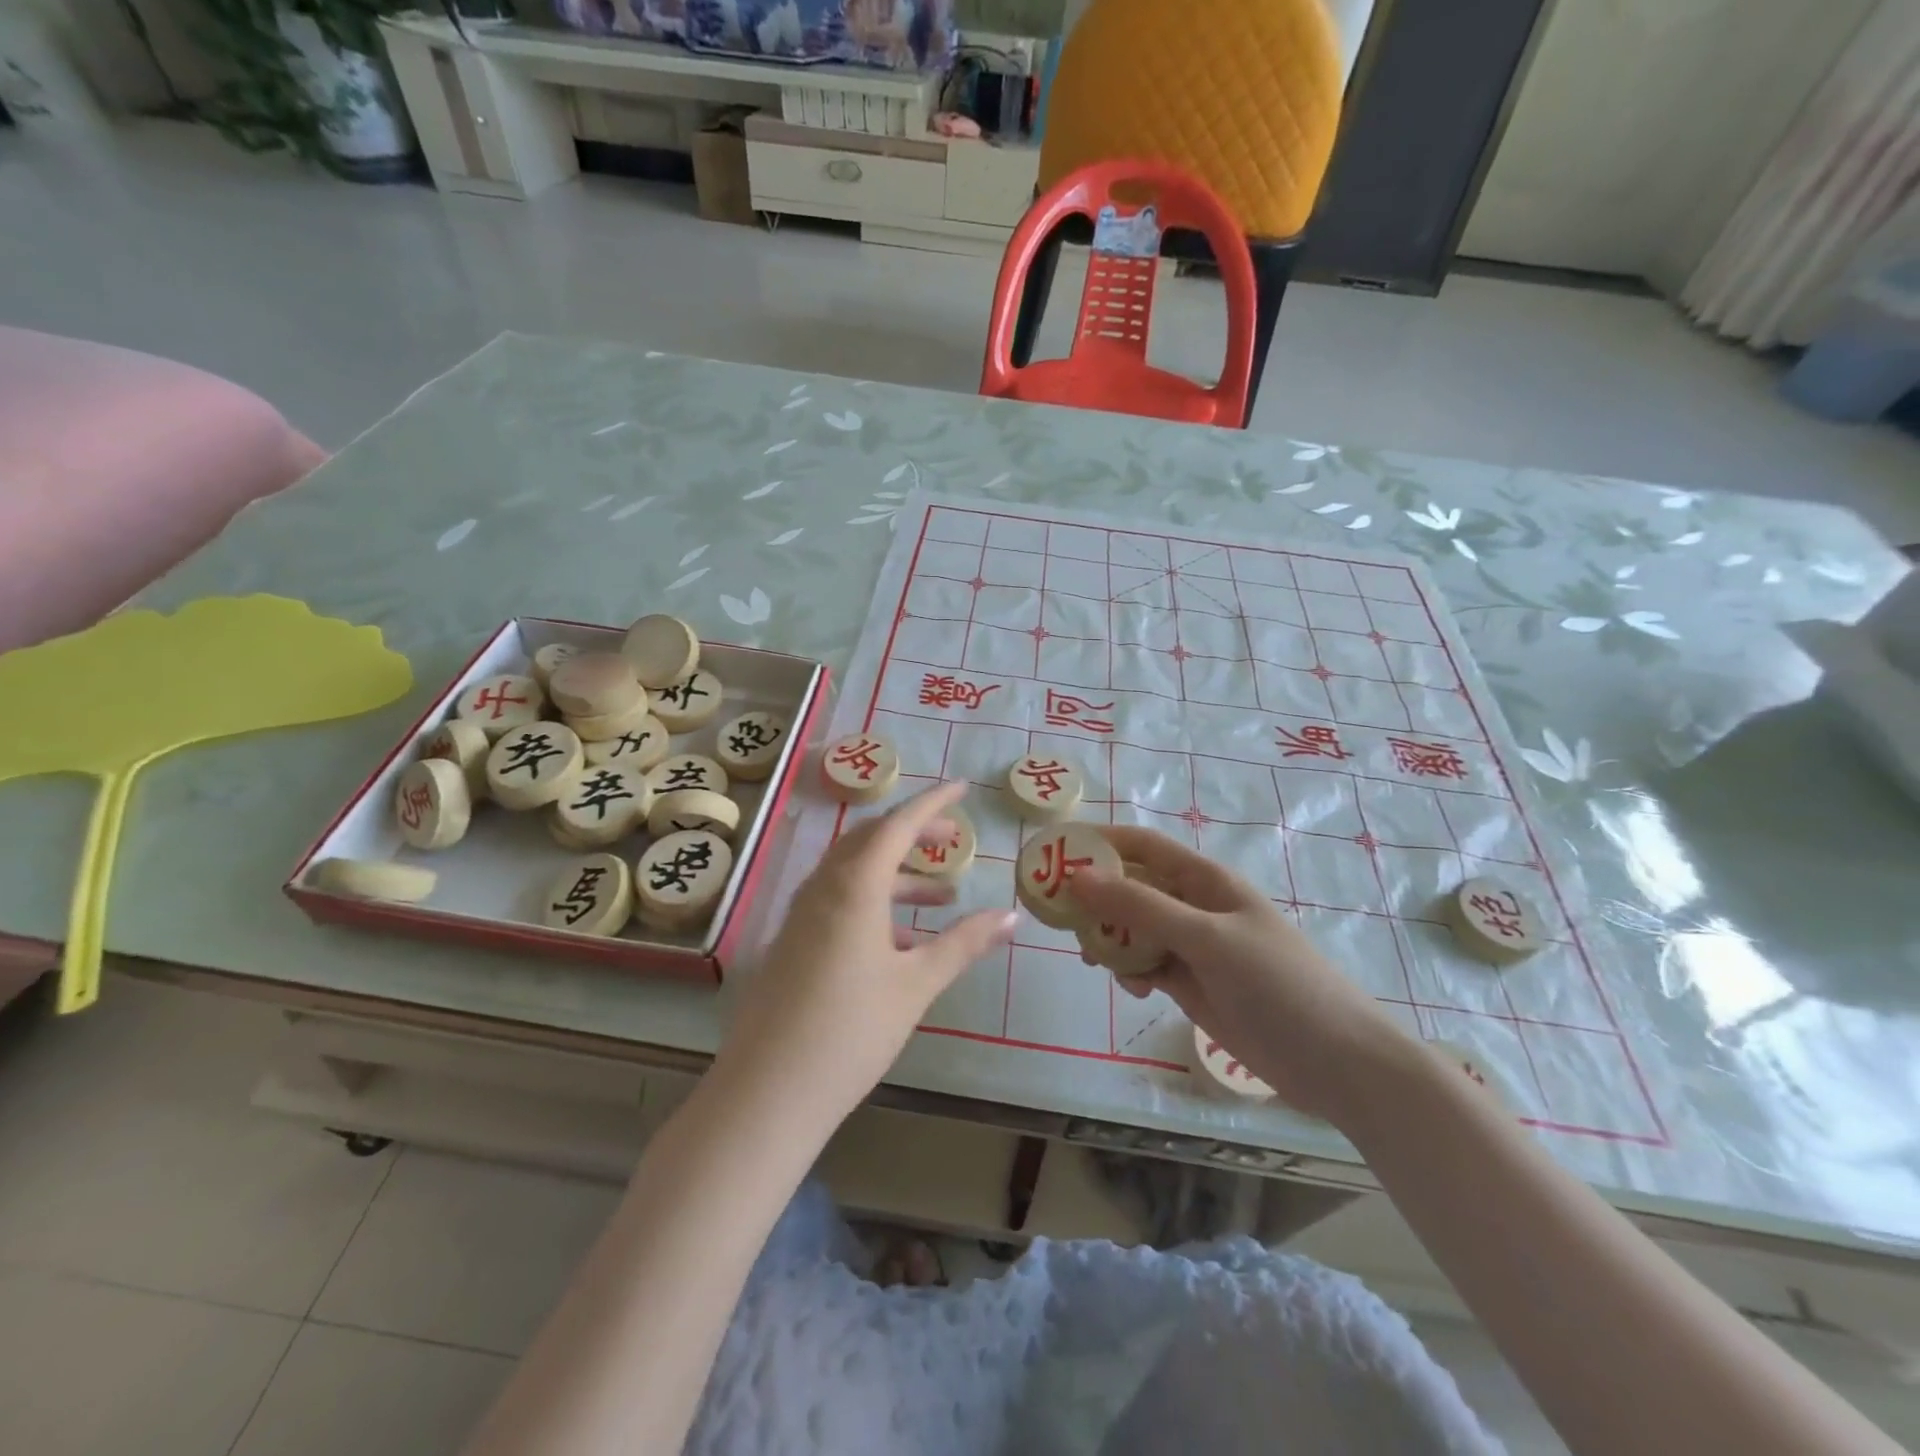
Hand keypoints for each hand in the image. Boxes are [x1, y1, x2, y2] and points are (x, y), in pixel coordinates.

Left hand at [719, 782, 1016, 1123]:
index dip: (932, 802)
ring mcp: (801, 914)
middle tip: (953, 840)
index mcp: (854, 885)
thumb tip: (1011, 916)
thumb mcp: (917, 984)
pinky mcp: (792, 941)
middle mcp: (823, 887)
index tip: (962, 787)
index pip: (898, 824)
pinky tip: (902, 940)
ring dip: (898, 874)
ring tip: (943, 896)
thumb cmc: (851, 1031)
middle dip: (915, 834)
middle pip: (871, 840)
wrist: (768, 1093)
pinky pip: (838, 900)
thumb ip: (964, 943)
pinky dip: (874, 902)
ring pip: (854, 872)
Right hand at [1070, 826, 1415, 1124]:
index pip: (1142, 845)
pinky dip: (1129, 971)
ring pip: (1133, 929)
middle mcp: (1194, 906)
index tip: (1054, 852)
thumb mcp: (1206, 938)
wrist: (1336, 1062)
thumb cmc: (1277, 984)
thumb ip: (1141, 907)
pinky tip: (1131, 989)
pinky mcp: (1190, 983)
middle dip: (1095, 897)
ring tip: (1091, 959)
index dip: (1099, 842)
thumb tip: (1077, 877)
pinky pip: (1145, 965)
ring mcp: (1192, 947)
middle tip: (1058, 917)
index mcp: (1204, 880)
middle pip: (1131, 887)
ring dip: (1108, 938)